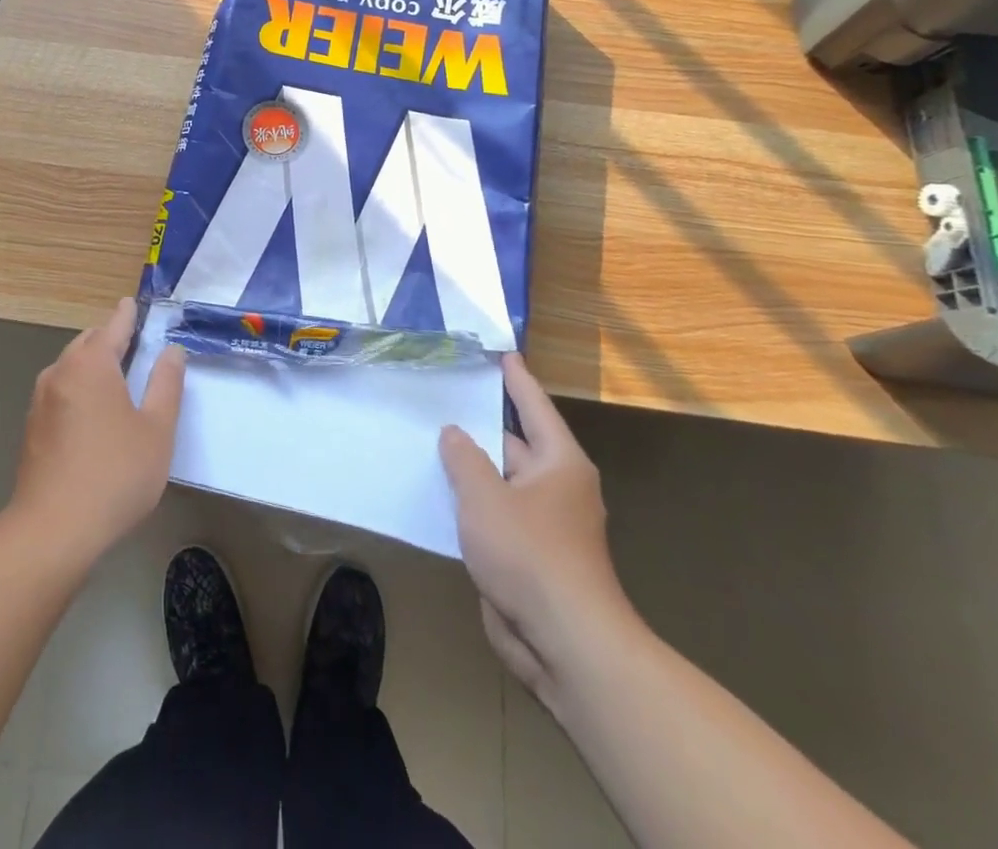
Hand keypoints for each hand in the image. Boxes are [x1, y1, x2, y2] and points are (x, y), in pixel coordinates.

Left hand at [10, 298, 185, 564]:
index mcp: (91, 364)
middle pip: (87, 343)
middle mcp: (60, 373)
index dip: (127, 314)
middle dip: (110, 339)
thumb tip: (171, 351)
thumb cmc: (115, 474)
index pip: (112, 326)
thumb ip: (166, 384)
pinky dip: (79, 389)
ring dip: (93, 366)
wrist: (53, 531)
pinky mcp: (32, 429)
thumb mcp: (157, 429)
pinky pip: (60, 392)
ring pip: (70, 368)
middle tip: (136, 346)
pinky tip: (94, 414)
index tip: (134, 303)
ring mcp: (40, 402)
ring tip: (118, 380)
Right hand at [440, 354, 637, 701]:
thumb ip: (464, 459)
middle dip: (482, 425)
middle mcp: (556, 488)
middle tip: (447, 396)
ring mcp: (543, 525)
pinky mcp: (527, 557)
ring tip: (433, 439)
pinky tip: (439, 493)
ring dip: (472, 467)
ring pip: (501, 482)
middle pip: (515, 444)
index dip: (517, 380)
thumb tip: (454, 433)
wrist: (564, 643)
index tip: (504, 354)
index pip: (534, 408)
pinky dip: (471, 502)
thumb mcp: (485, 496)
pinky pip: (494, 515)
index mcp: (560, 464)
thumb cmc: (529, 554)